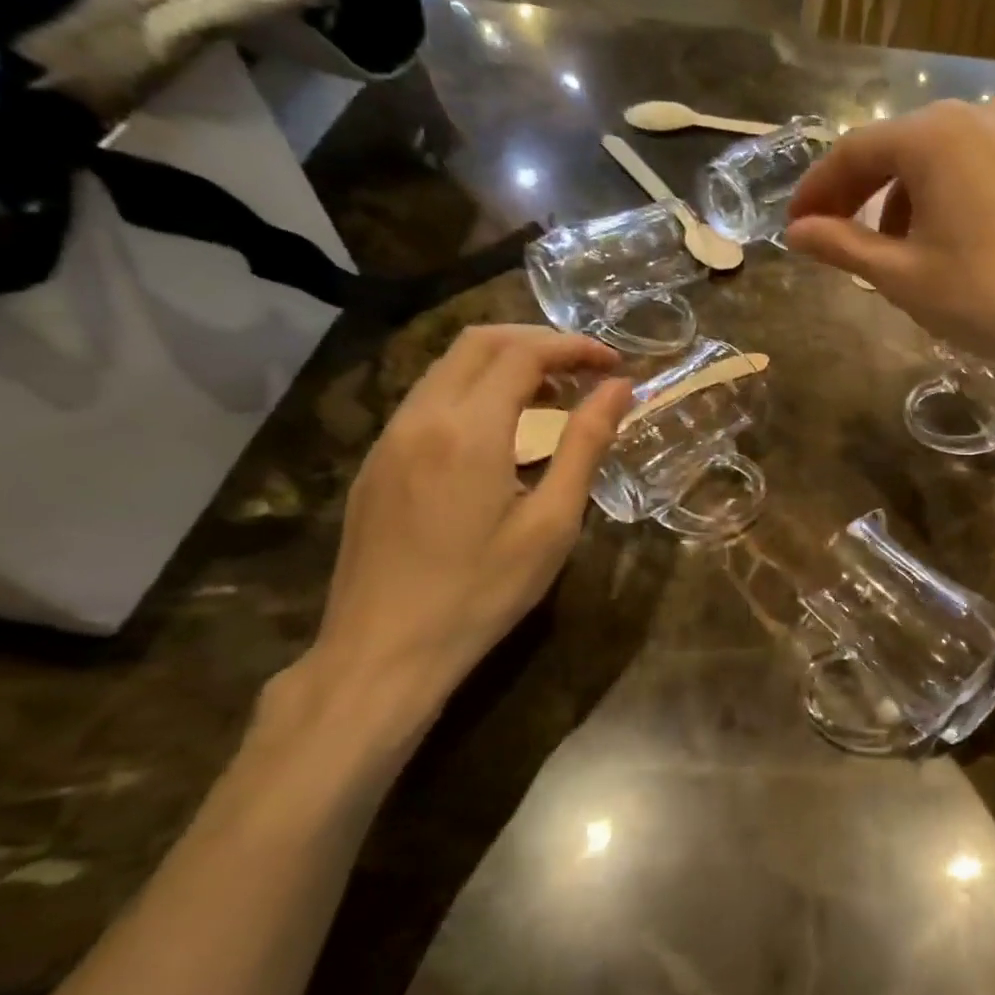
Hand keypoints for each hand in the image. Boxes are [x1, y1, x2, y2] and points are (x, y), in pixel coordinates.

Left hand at [294, 325, 631, 731]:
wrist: (382, 652)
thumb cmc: (482, 592)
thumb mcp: (551, 523)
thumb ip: (585, 445)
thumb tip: (619, 390)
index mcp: (469, 430)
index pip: (524, 353)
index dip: (575, 347)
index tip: (614, 364)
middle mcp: (422, 416)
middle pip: (480, 342)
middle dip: (539, 341)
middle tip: (585, 369)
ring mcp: (390, 437)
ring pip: (449, 366)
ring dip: (505, 363)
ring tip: (552, 395)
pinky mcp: (376, 461)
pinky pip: (429, 398)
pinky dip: (474, 390)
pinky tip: (502, 430)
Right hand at [785, 99, 994, 381]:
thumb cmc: (984, 297)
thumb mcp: (901, 276)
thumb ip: (841, 246)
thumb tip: (795, 232)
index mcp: (935, 136)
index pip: (855, 152)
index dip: (818, 190)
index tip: (797, 226)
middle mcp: (980, 116)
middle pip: (901, 147)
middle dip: (864, 193)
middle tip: (841, 237)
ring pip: (945, 156)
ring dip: (910, 196)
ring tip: (902, 249)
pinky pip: (985, 166)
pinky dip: (954, 194)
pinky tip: (956, 239)